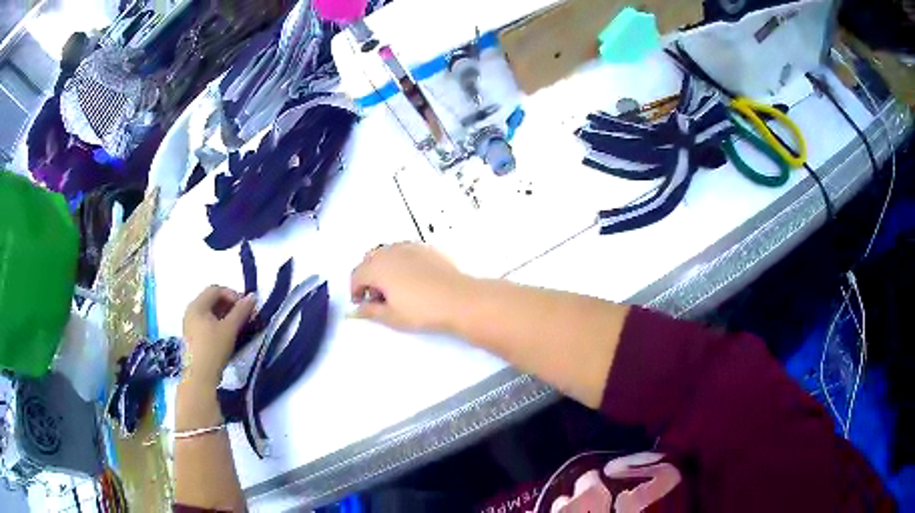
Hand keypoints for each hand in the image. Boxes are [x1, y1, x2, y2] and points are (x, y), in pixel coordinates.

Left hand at [182, 286, 255, 388]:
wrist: (199, 377)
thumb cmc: (213, 349)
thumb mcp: (230, 329)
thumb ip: (241, 311)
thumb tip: (253, 296)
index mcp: (197, 305)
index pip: (216, 289)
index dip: (232, 294)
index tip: (245, 307)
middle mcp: (191, 311)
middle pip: (212, 300)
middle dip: (230, 305)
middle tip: (244, 316)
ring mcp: (190, 325)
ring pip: (209, 313)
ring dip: (225, 316)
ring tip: (238, 327)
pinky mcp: (192, 338)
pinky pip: (206, 323)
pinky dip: (218, 325)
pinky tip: (227, 336)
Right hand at [350, 243, 475, 331]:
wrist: (458, 299)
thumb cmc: (421, 311)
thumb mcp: (391, 316)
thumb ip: (369, 311)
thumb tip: (355, 310)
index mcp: (377, 267)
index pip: (357, 275)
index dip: (355, 290)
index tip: (361, 304)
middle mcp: (391, 251)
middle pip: (370, 260)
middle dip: (369, 277)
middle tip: (377, 297)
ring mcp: (410, 247)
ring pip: (389, 254)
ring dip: (385, 268)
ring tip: (395, 289)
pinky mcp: (427, 249)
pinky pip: (406, 252)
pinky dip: (402, 263)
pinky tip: (413, 280)